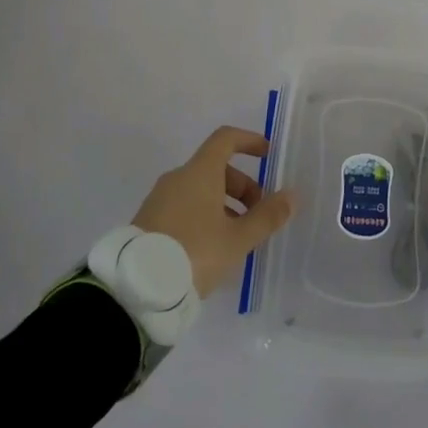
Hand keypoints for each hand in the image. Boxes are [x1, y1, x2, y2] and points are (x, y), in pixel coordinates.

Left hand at [132, 127, 295, 296]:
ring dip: (224, 205)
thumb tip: (291, 196)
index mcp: (199, 172)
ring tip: (237, 239)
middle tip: (258, 215)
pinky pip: (183, 207)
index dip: (249, 141)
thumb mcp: (237, 239)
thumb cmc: (194, 252)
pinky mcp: (147, 222)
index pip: (225, 139)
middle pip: (216, 168)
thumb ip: (267, 216)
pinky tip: (211, 249)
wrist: (136, 288)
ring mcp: (159, 200)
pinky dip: (204, 216)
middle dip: (242, 187)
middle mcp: (177, 178)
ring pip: (200, 191)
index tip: (267, 155)